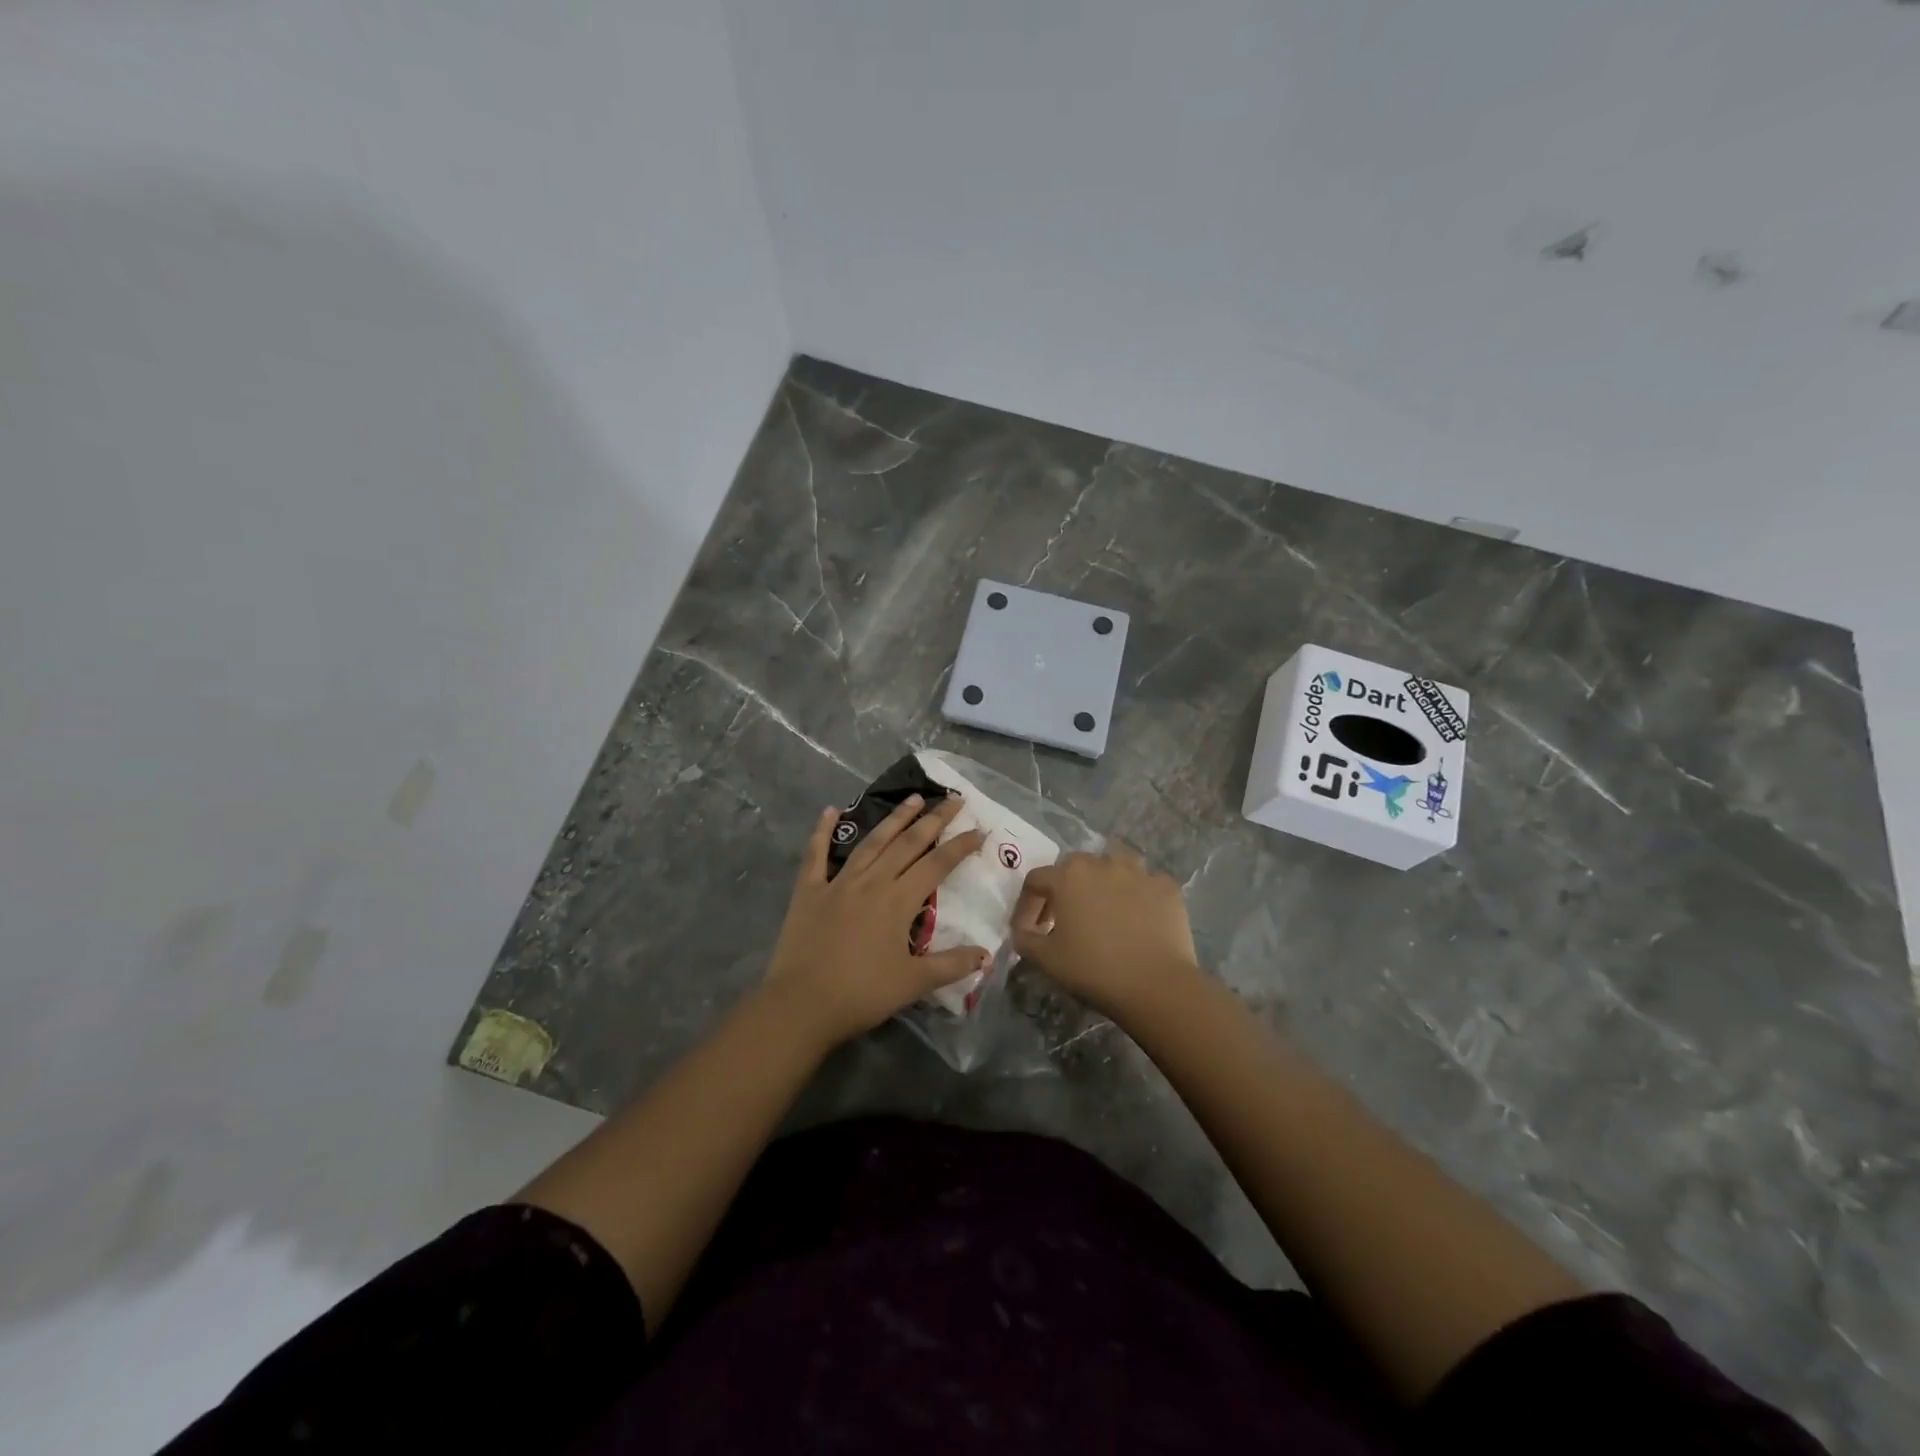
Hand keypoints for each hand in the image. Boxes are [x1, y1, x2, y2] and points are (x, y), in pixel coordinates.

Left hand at [764, 793, 988, 1051]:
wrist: (800, 1005)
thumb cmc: (861, 994)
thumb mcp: (913, 983)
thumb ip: (951, 965)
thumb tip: (987, 955)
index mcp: (898, 901)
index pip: (937, 864)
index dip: (960, 846)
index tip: (979, 829)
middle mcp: (872, 882)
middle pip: (908, 843)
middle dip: (933, 819)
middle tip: (953, 799)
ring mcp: (838, 882)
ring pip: (872, 842)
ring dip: (894, 818)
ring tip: (913, 798)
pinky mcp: (809, 890)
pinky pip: (816, 854)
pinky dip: (822, 831)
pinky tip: (829, 810)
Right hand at [1011, 845, 1201, 1021]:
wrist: (1156, 985)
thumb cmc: (1094, 969)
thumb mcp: (1045, 960)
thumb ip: (1025, 939)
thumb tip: (1023, 931)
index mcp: (1067, 876)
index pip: (1036, 881)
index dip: (1027, 905)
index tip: (1029, 929)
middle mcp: (1102, 863)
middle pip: (1075, 867)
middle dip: (1064, 890)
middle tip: (1064, 919)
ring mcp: (1139, 872)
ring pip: (1114, 865)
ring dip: (1104, 882)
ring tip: (1105, 909)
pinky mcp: (1167, 887)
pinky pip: (1146, 884)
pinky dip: (1138, 896)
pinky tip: (1139, 918)